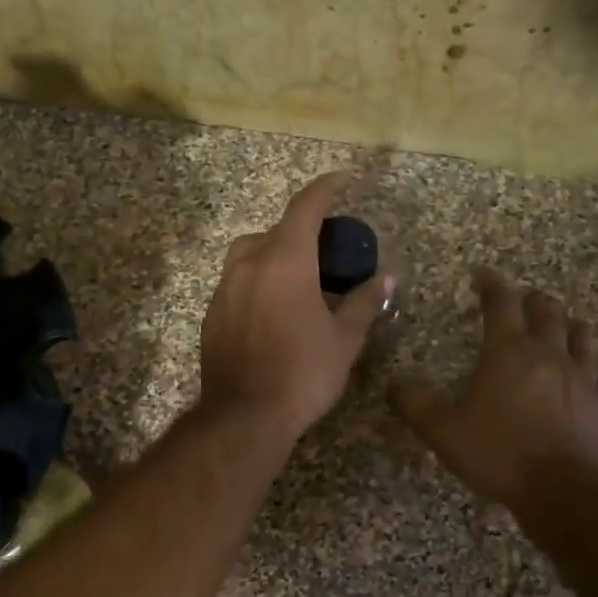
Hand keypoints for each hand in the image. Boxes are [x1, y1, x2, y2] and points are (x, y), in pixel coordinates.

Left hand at [198, 172, 391, 441]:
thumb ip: (364, 302)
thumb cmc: (302, 374)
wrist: (244, 416)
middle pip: (276, 230)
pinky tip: (272, 308)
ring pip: (249, 253)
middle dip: (302, 231)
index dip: (325, 188)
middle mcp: (249, 264)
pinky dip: (257, 280)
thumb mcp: (344, 340)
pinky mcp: (211, 313)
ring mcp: (224, 288)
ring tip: (297, 277)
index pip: (305, 207)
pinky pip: (236, 281)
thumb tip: (386, 278)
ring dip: (274, 253)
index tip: (343, 180)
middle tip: (327, 249)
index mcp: (285, 260)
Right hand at [395, 269, 597, 512]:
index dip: (491, 284)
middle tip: (523, 299)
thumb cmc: (498, 452)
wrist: (563, 492)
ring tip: (563, 329)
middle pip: (548, 312)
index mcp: (510, 351)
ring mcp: (587, 382)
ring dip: (572, 329)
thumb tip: (396, 382)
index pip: (501, 302)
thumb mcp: (441, 430)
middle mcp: (551, 356)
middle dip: (534, 300)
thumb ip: (415, 403)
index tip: (482, 275)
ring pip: (585, 341)